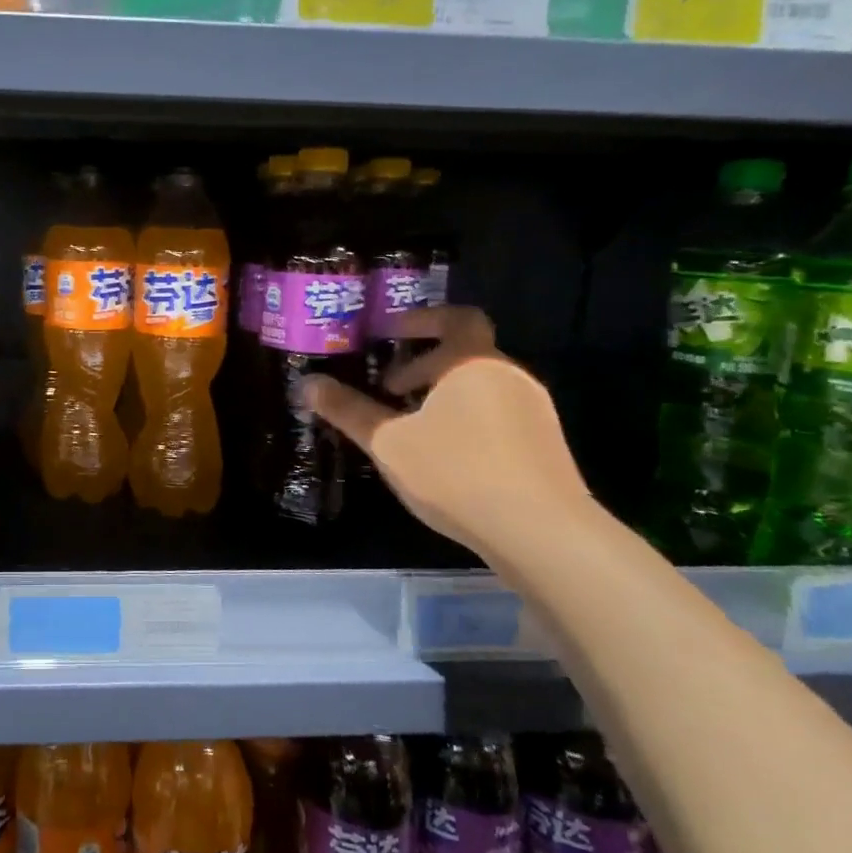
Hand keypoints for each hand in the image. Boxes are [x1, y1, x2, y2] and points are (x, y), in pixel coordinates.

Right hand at [299, 307, 587, 551]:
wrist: (543, 534)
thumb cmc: (456, 473)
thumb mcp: (388, 442)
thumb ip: (347, 410)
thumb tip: (306, 383)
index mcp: (474, 362)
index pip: (455, 318)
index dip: (420, 320)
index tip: (388, 334)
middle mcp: (510, 376)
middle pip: (464, 354)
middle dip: (420, 367)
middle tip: (386, 390)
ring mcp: (534, 411)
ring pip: (479, 387)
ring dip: (441, 396)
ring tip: (408, 428)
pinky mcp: (544, 445)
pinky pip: (496, 415)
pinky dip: (465, 419)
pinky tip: (443, 458)